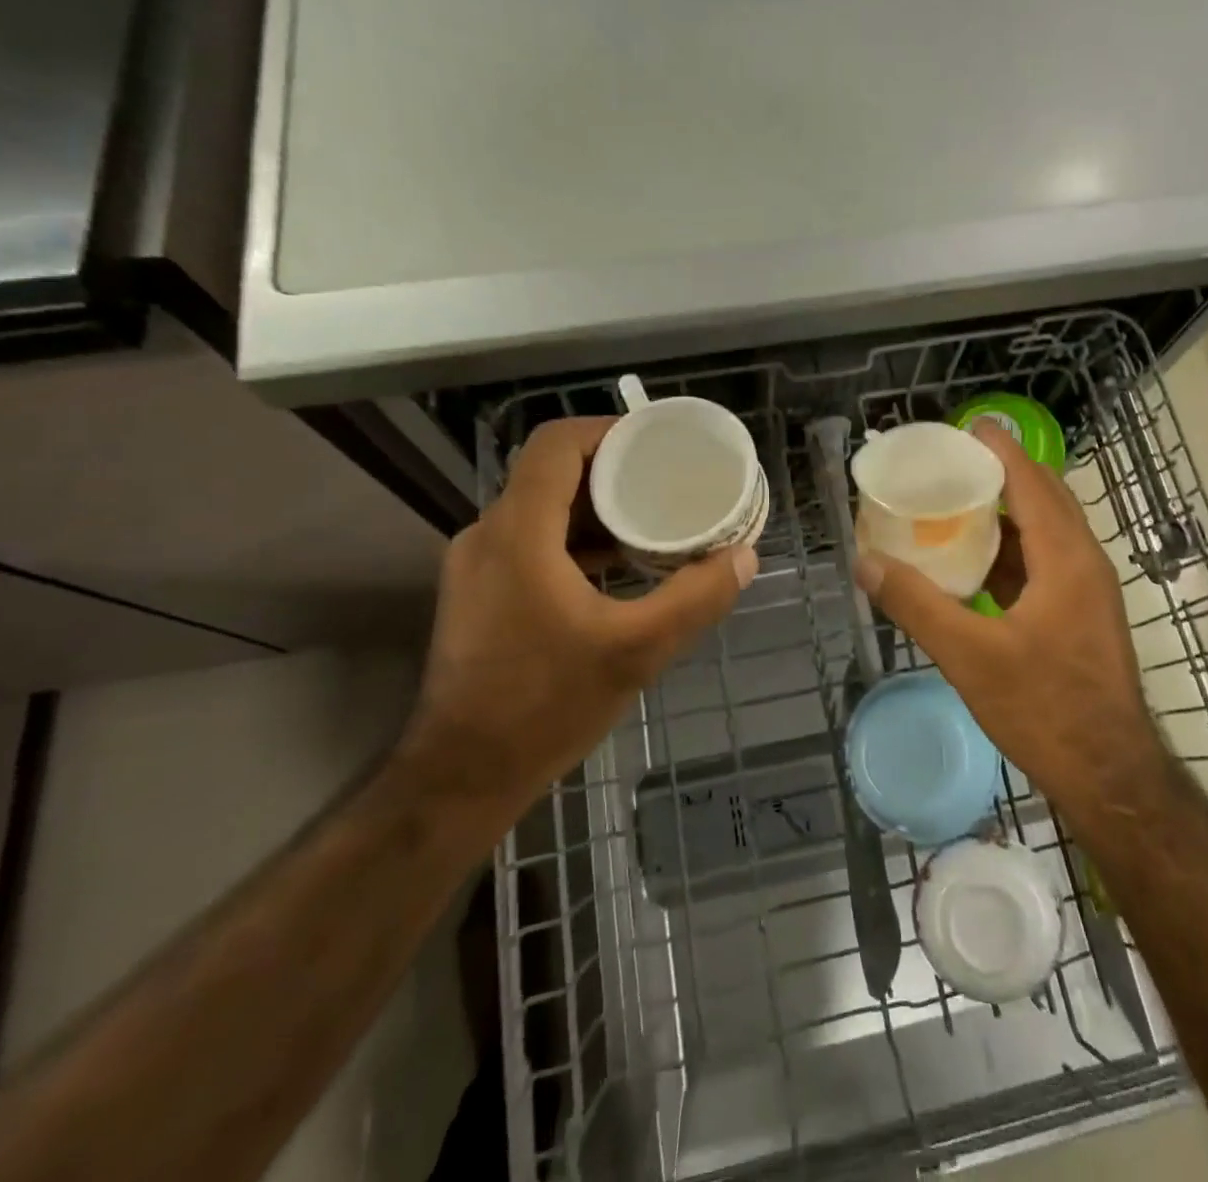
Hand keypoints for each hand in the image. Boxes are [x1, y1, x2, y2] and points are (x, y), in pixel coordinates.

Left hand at [402, 417, 756, 830]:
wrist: (462, 776)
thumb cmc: (546, 706)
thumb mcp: (637, 650)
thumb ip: (696, 597)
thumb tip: (745, 557)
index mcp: (519, 532)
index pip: (555, 444)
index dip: (607, 431)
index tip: (656, 443)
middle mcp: (488, 535)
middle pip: (550, 474)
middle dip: (611, 471)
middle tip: (666, 482)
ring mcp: (477, 566)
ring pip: (540, 509)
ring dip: (594, 509)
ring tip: (650, 522)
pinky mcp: (478, 594)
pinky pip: (531, 542)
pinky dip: (574, 540)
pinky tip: (615, 568)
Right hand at [854, 421, 1164, 834]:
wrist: (1110, 776)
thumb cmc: (1045, 708)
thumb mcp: (970, 656)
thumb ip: (916, 605)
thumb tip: (865, 562)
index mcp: (1066, 558)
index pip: (1032, 482)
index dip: (1001, 450)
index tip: (967, 427)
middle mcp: (1084, 563)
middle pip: (1044, 499)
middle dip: (1002, 475)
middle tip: (952, 465)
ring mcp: (1088, 592)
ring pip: (1046, 533)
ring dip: (1006, 514)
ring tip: (955, 506)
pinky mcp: (1082, 616)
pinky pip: (1045, 563)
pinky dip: (1012, 551)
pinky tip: (975, 565)